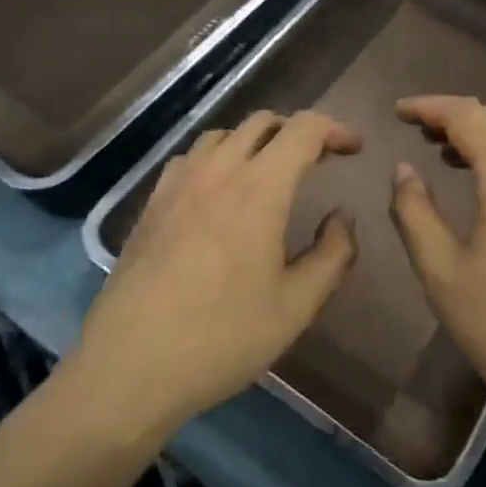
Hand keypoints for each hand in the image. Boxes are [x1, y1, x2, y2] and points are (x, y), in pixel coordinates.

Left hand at [79, 111, 360, 432]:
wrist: (131, 365)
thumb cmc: (223, 337)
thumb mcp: (296, 306)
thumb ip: (332, 255)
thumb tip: (341, 218)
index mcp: (260, 188)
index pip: (303, 129)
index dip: (334, 129)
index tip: (353, 149)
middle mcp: (218, 171)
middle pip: (261, 122)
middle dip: (296, 131)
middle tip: (317, 161)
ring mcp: (178, 184)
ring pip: (223, 135)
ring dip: (254, 141)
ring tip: (268, 172)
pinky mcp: (151, 203)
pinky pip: (191, 158)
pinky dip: (217, 158)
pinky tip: (218, 193)